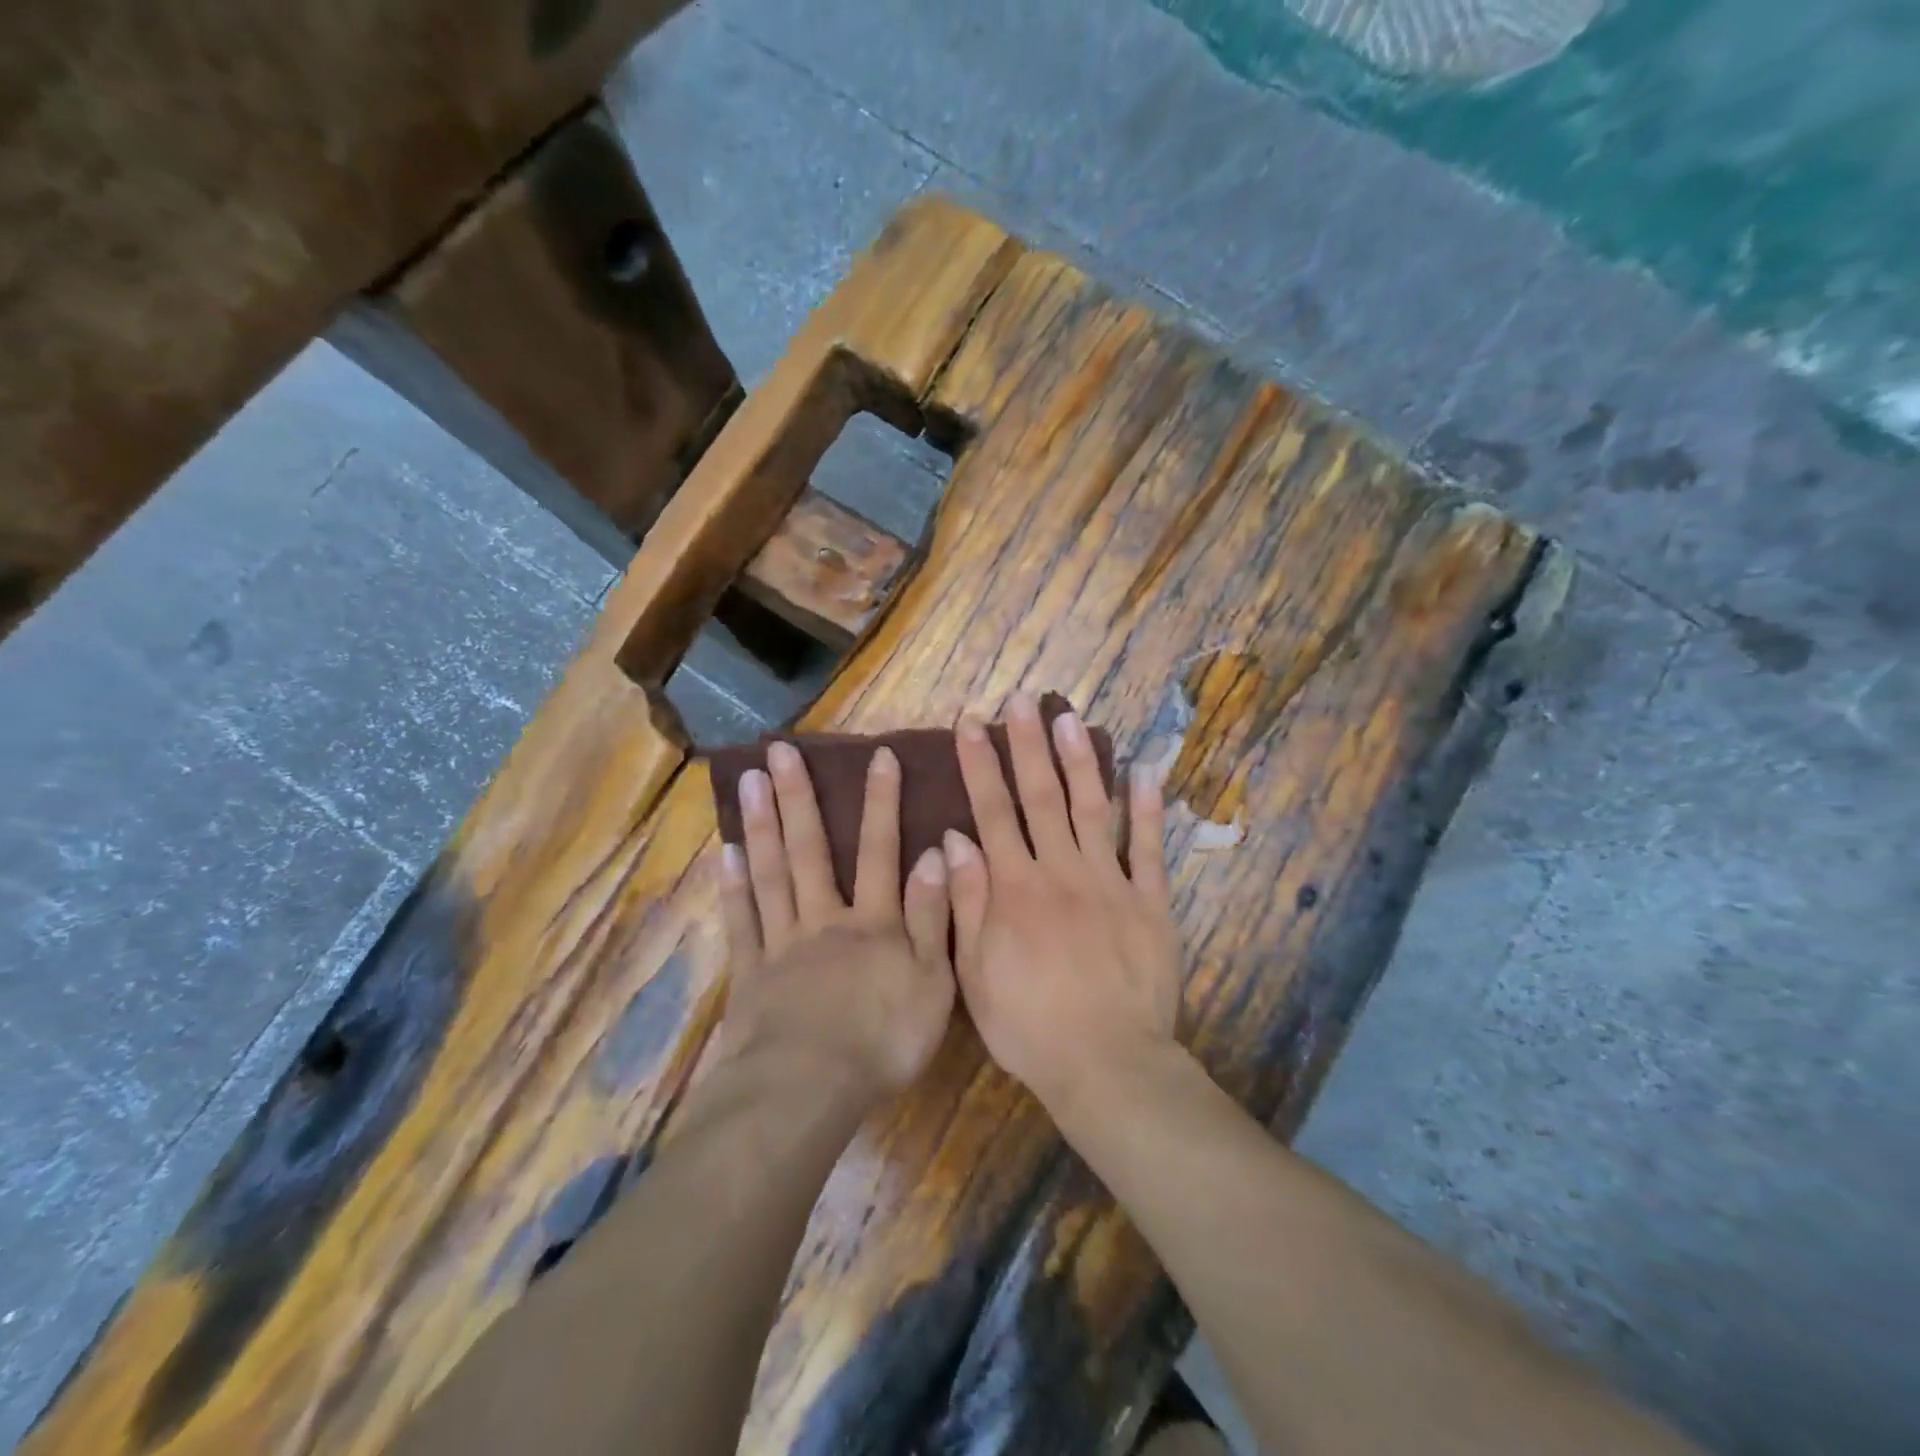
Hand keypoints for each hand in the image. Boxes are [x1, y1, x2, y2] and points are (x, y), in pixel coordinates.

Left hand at [718, 741, 954, 1108]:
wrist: (808, 1090)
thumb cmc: (882, 1040)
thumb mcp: (933, 982)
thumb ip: (933, 916)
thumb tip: (937, 853)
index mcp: (872, 923)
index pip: (880, 850)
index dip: (882, 802)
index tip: (878, 755)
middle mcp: (824, 919)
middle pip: (811, 849)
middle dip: (799, 797)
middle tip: (779, 749)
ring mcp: (781, 944)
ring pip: (771, 874)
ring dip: (761, 824)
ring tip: (748, 779)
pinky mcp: (750, 974)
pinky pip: (741, 922)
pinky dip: (733, 886)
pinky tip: (726, 853)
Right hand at [942, 693, 1182, 1115]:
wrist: (1107, 1063)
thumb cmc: (1029, 1025)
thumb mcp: (976, 972)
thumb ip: (966, 902)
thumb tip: (955, 839)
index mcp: (1015, 888)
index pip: (993, 811)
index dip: (981, 764)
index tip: (971, 722)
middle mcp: (1060, 871)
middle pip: (1040, 796)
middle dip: (1027, 744)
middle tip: (1021, 700)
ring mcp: (1110, 882)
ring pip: (1092, 808)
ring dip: (1080, 760)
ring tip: (1070, 718)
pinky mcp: (1150, 902)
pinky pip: (1149, 848)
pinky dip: (1148, 809)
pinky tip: (1145, 771)